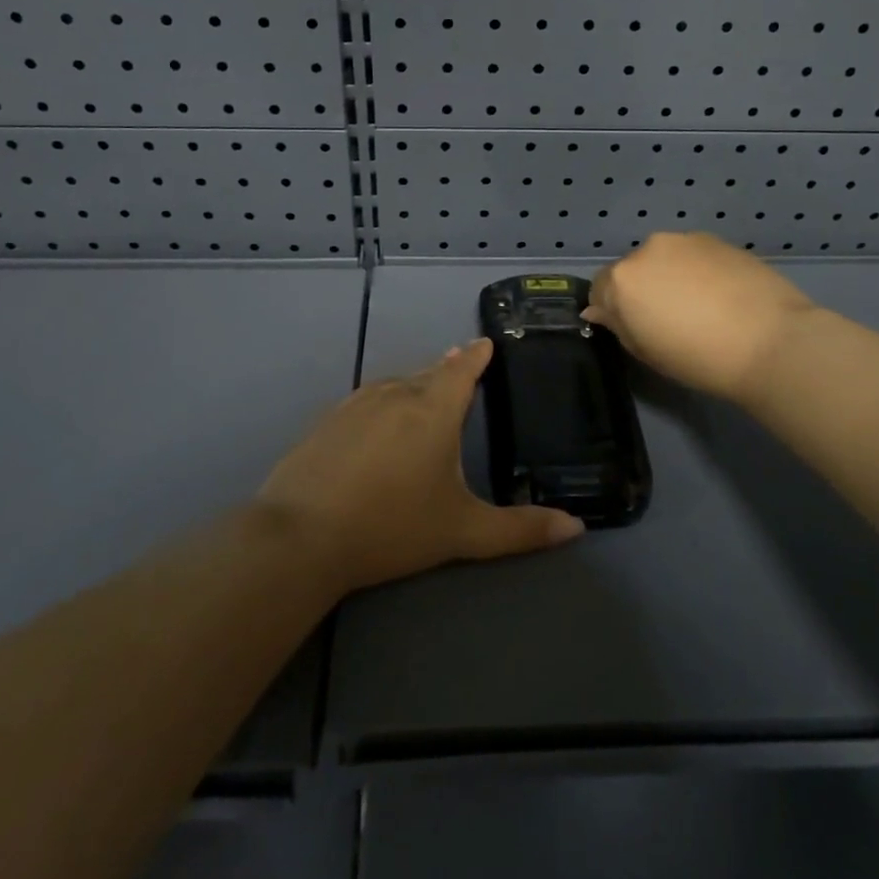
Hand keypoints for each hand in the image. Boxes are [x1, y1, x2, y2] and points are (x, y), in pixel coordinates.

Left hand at [255, 339, 584, 593]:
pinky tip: (379, 423)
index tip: (485, 343)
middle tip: (461, 371)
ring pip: (395, 385)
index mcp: (433, 410)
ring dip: (414, 385)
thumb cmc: (391, 526)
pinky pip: (367, 401)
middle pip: (429, 374)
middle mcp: (396, 395)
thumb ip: (520, 530)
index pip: (461, 370)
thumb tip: (576, 529)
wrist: (301, 536)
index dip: (476, 356)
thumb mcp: (463, 532)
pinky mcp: (327, 421)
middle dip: (447, 371)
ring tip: (425, 394)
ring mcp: (356, 405)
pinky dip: (383, 403)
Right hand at [585, 231, 817, 405]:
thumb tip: (598, 310)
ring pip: (665, 259)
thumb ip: (617, 325)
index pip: (599, 289)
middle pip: (633, 269)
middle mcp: (648, 249)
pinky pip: (695, 256)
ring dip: (671, 277)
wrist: (770, 341)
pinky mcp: (719, 240)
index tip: (634, 329)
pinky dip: (699, 272)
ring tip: (700, 307)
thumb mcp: (646, 352)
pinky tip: (721, 297)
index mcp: (622, 279)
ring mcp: (686, 240)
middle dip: (643, 289)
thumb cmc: (698, 357)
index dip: (612, 310)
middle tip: (669, 320)